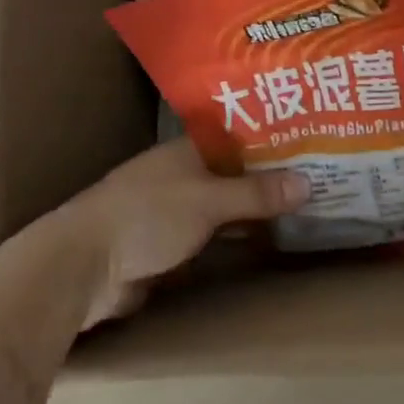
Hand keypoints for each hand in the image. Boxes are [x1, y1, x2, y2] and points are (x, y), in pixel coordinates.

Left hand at [63, 138, 308, 326]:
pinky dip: (239, 237)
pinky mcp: (170, 246)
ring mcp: (175, 211)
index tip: (312, 141)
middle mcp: (184, 174)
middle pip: (236, 172)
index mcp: (188, 150)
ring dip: (256, 209)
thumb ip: (256, 193)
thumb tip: (309, 181)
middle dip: (271, 176)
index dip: (273, 137)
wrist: (81, 268)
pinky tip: (269, 241)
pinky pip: (215, 236)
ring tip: (305, 207)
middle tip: (321, 177)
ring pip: (227, 206)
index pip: (240, 135)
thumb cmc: (145, 217)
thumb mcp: (208, 201)